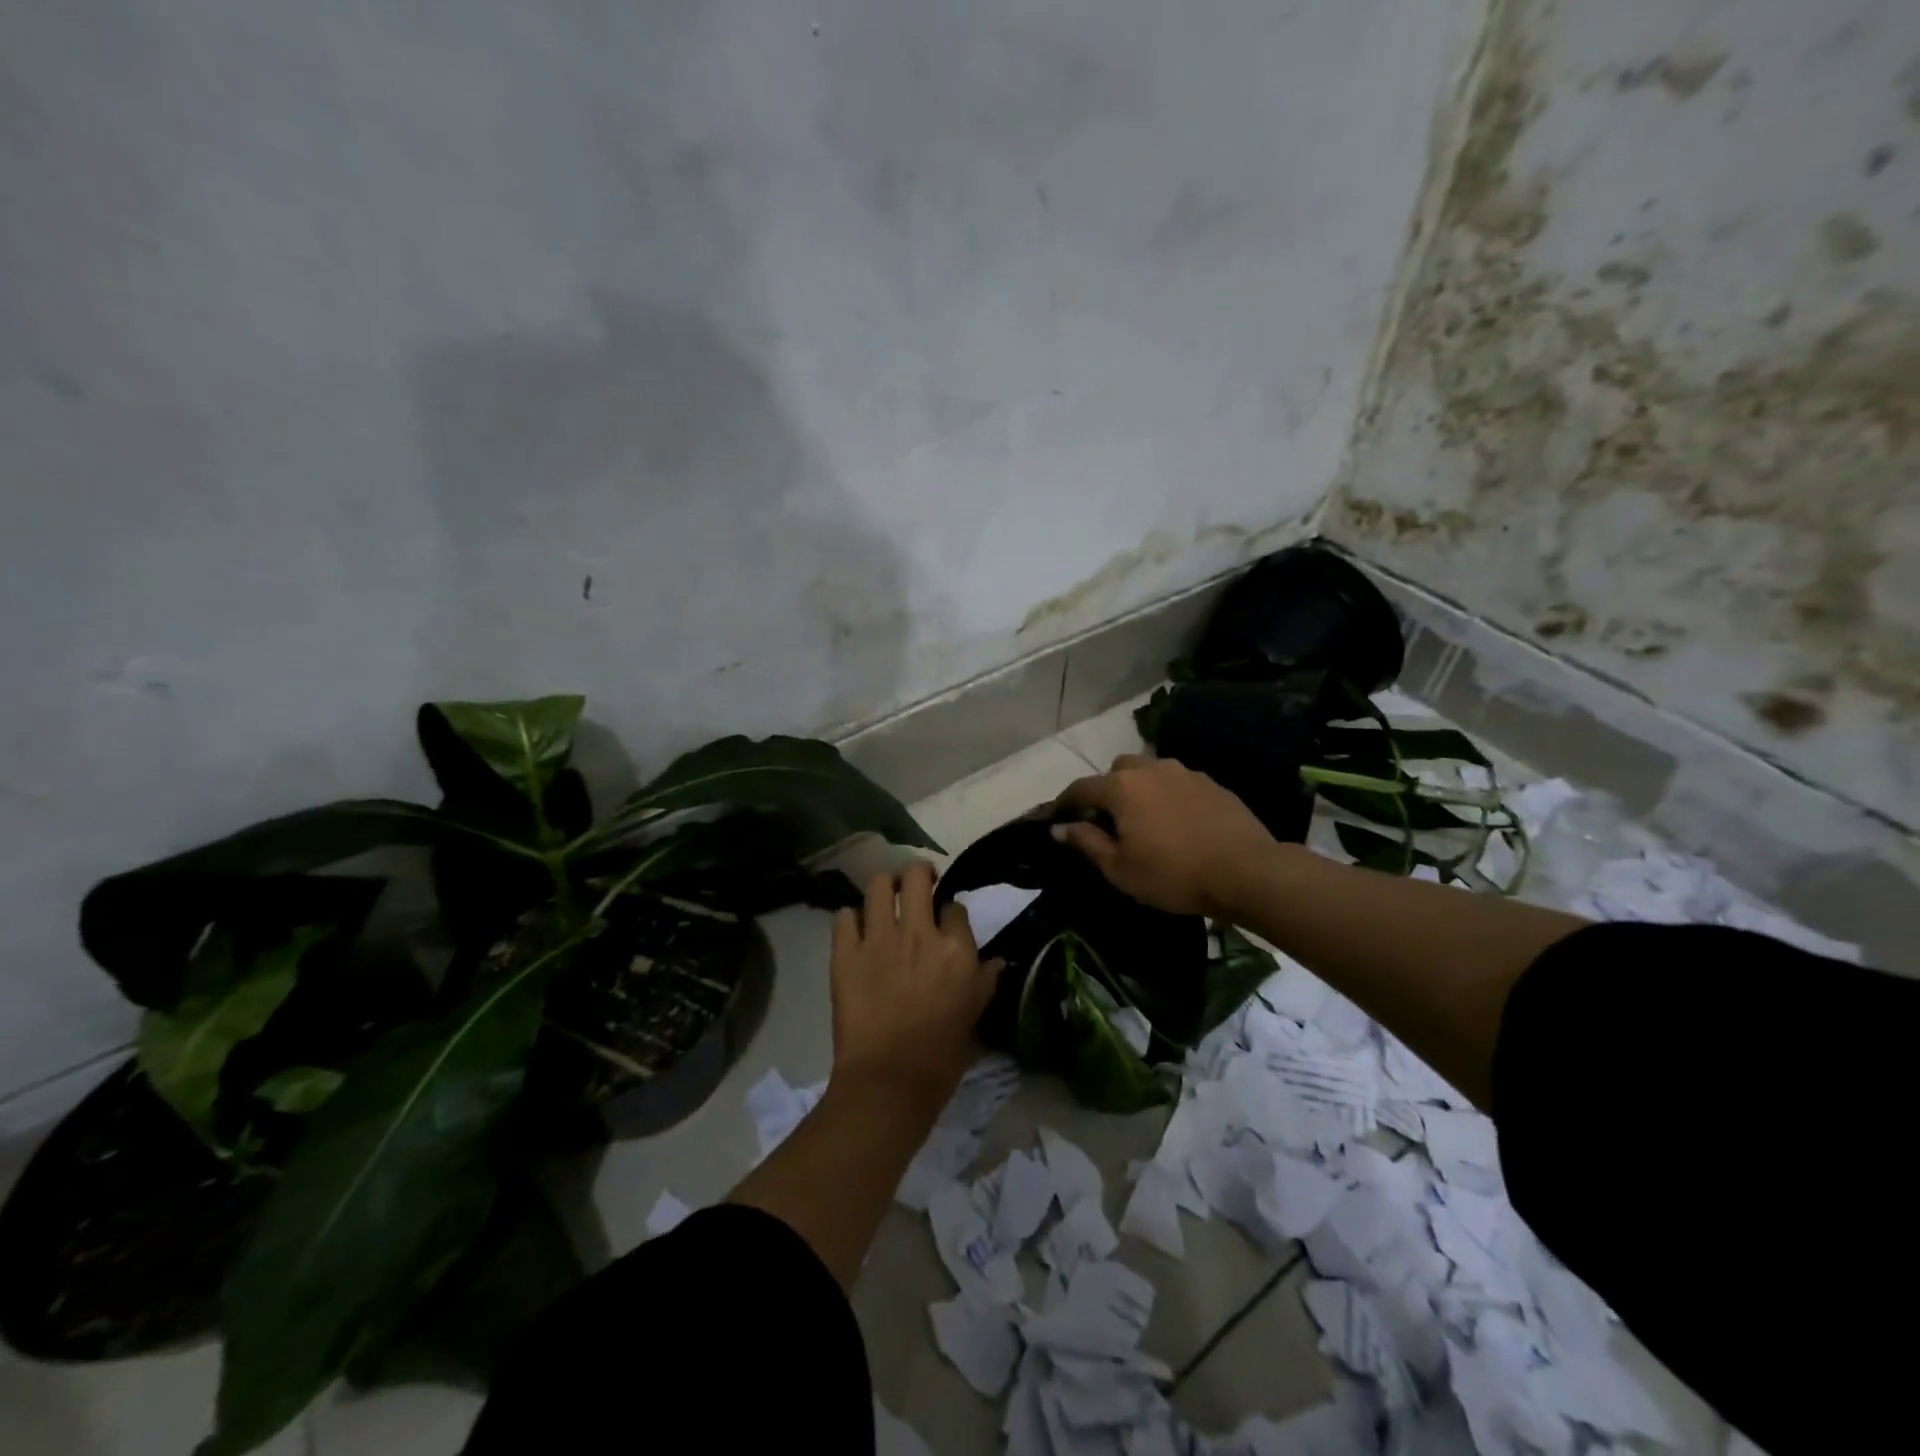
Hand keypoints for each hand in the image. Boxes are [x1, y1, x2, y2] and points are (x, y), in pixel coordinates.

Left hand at [828, 862, 1001, 1111]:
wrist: (888, 1081)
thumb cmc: (941, 1055)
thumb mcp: (975, 1015)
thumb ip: (986, 980)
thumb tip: (997, 961)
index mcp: (955, 948)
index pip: (955, 907)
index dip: (950, 911)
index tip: (946, 921)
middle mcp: (918, 932)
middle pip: (916, 875)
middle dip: (919, 873)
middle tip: (918, 884)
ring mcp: (878, 939)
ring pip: (878, 885)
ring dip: (885, 886)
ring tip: (886, 897)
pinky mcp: (845, 953)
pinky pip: (843, 917)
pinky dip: (850, 919)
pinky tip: (856, 930)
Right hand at [1053, 755, 1281, 917]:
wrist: (1246, 872)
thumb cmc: (1173, 874)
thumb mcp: (1120, 868)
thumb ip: (1086, 842)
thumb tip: (1060, 827)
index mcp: (1122, 787)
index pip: (1081, 788)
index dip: (1065, 802)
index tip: (1058, 818)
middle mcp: (1151, 769)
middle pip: (1117, 771)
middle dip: (1107, 790)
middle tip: (1109, 821)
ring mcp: (1185, 773)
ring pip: (1150, 772)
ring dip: (1140, 789)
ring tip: (1146, 820)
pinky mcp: (1212, 784)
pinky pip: (1178, 783)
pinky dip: (1169, 796)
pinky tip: (1178, 823)